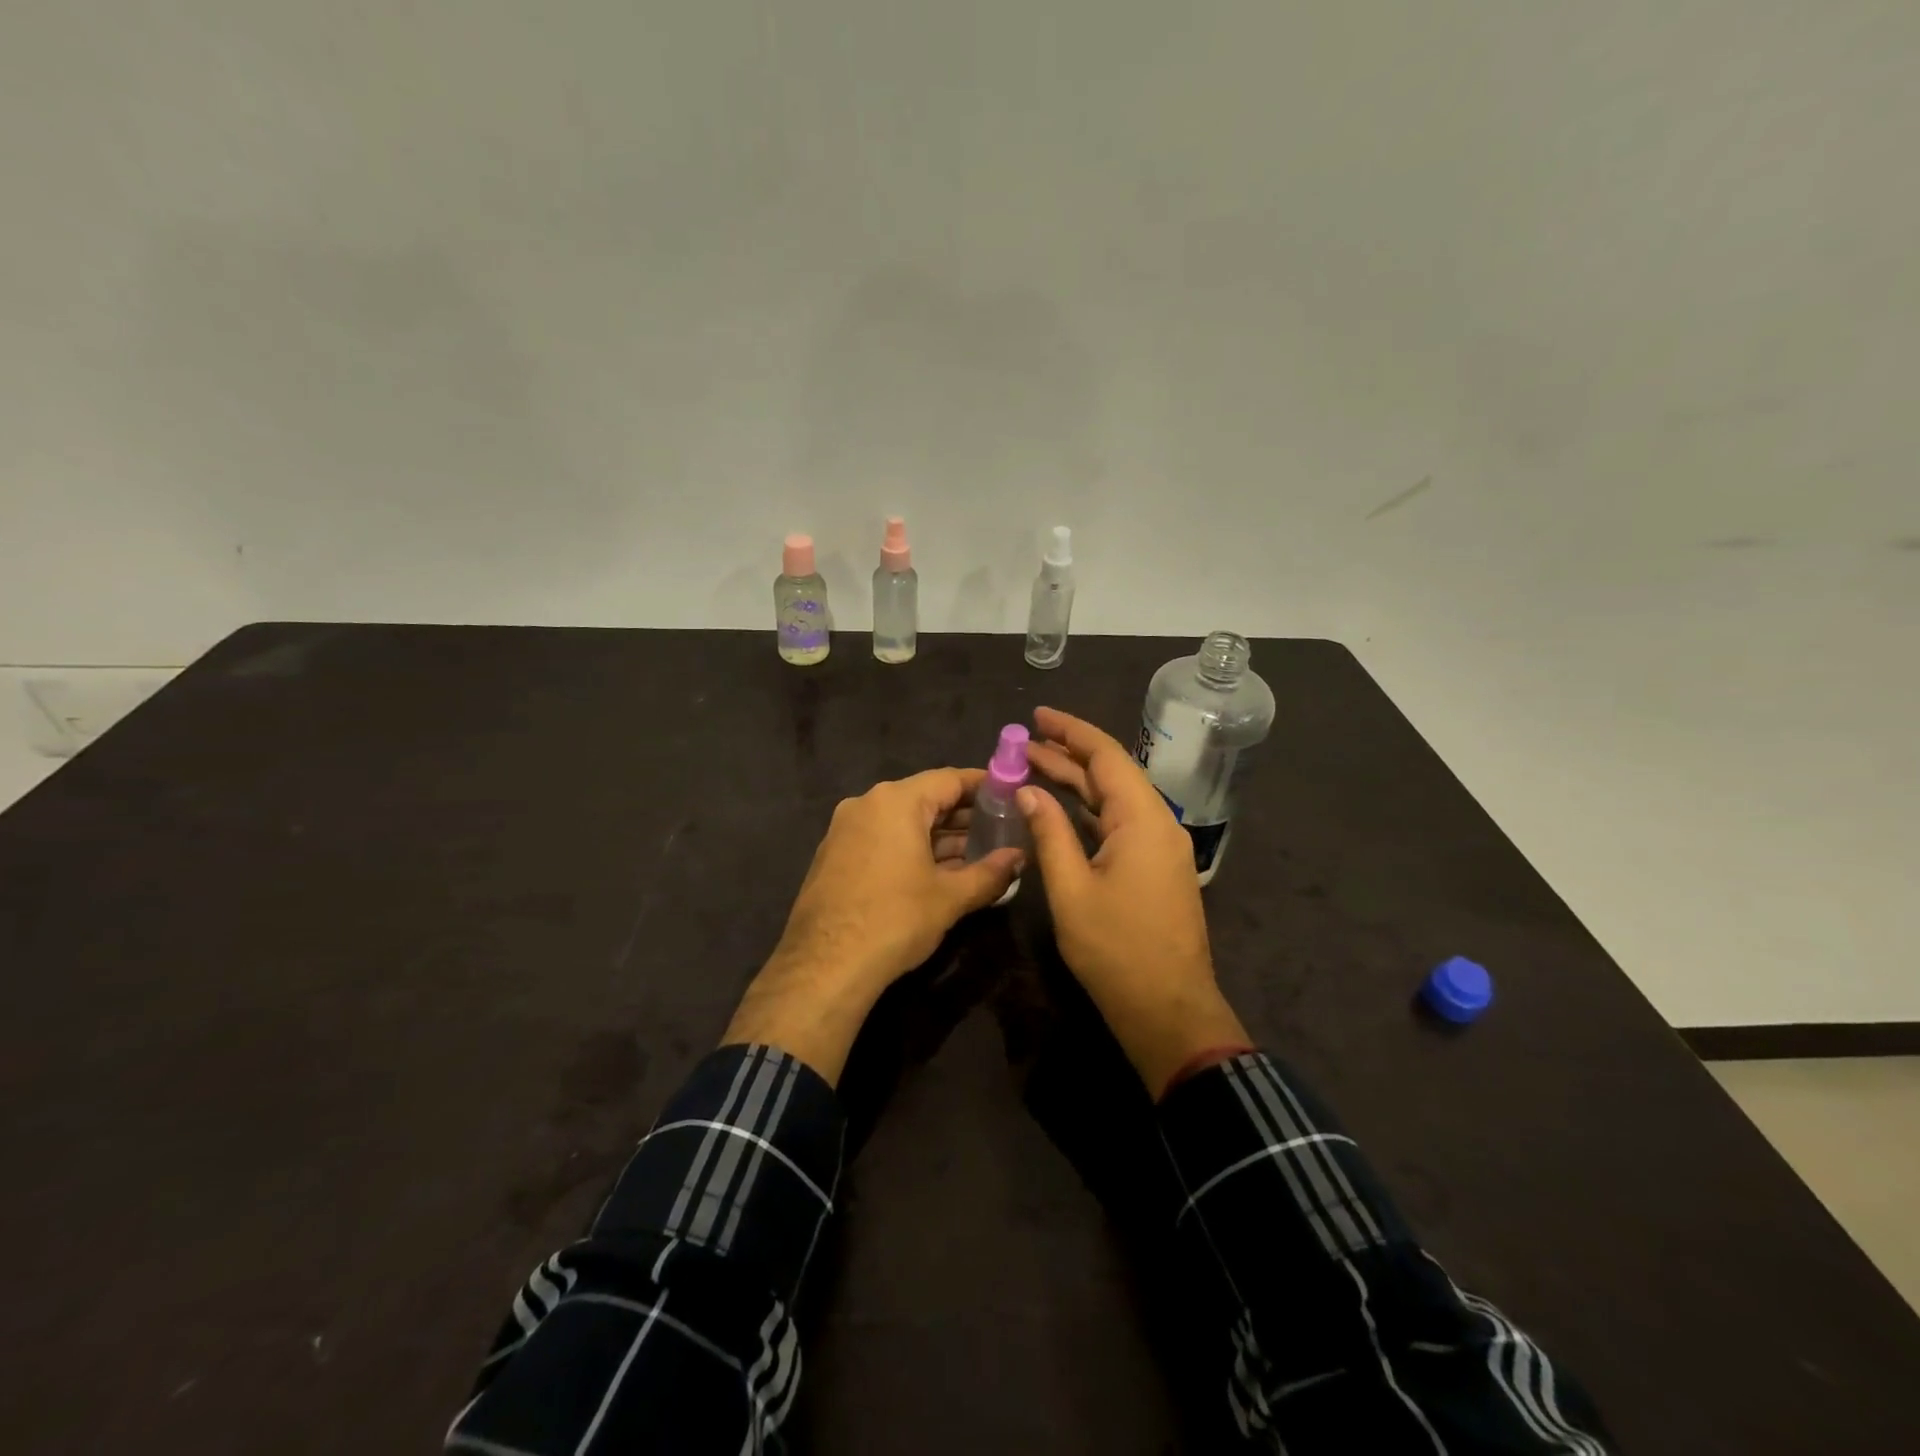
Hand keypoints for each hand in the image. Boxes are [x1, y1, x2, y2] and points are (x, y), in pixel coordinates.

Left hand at [724, 769, 1021, 1082]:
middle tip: (1001, 829)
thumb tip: (1019, 858)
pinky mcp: (835, 856)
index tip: (1011, 795)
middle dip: (964, 815)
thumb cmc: (894, 920)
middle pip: (925, 798)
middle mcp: (867, 804)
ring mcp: (846, 830)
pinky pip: (882, 839)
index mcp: (896, 802)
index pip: (949, 779)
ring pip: (903, 822)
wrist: (824, 966)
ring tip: (978, 854)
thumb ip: (990, 873)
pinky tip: (939, 872)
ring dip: (939, 836)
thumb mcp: (950, 897)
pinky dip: (912, 849)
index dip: (985, 786)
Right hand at [1020, 707, 1249, 1096]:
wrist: (1168, 1009)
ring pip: (1114, 799)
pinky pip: (1119, 824)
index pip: (1106, 756)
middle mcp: (1157, 823)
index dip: (1070, 731)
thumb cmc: (1116, 950)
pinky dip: (1088, 811)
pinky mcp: (1155, 867)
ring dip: (1076, 782)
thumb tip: (1028, 791)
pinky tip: (1059, 808)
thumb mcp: (1071, 890)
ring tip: (1033, 766)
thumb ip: (1049, 834)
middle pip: (1111, 773)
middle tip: (1023, 742)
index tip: (1036, 716)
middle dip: (1067, 754)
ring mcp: (1160, 847)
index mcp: (1142, 820)